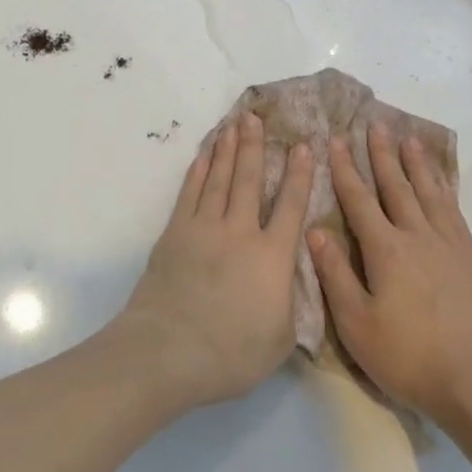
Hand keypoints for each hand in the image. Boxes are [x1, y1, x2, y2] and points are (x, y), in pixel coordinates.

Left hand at [118, 113, 314, 408]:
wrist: (168, 351)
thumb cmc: (230, 354)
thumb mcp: (279, 340)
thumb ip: (289, 306)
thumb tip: (289, 285)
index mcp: (272, 257)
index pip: (291, 206)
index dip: (299, 174)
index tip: (303, 145)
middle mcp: (240, 232)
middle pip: (249, 180)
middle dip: (255, 146)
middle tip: (256, 117)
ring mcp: (204, 228)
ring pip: (219, 179)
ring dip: (227, 149)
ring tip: (233, 124)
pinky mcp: (175, 233)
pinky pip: (190, 192)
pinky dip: (199, 171)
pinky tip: (204, 155)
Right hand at [311, 122, 471, 423]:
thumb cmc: (408, 356)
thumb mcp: (356, 323)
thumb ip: (335, 274)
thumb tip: (315, 230)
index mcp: (385, 249)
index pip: (359, 199)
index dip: (346, 169)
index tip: (337, 139)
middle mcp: (417, 236)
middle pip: (397, 186)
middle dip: (383, 154)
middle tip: (376, 123)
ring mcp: (450, 245)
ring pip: (430, 192)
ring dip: (417, 164)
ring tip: (410, 138)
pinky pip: (455, 211)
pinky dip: (446, 190)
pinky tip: (443, 183)